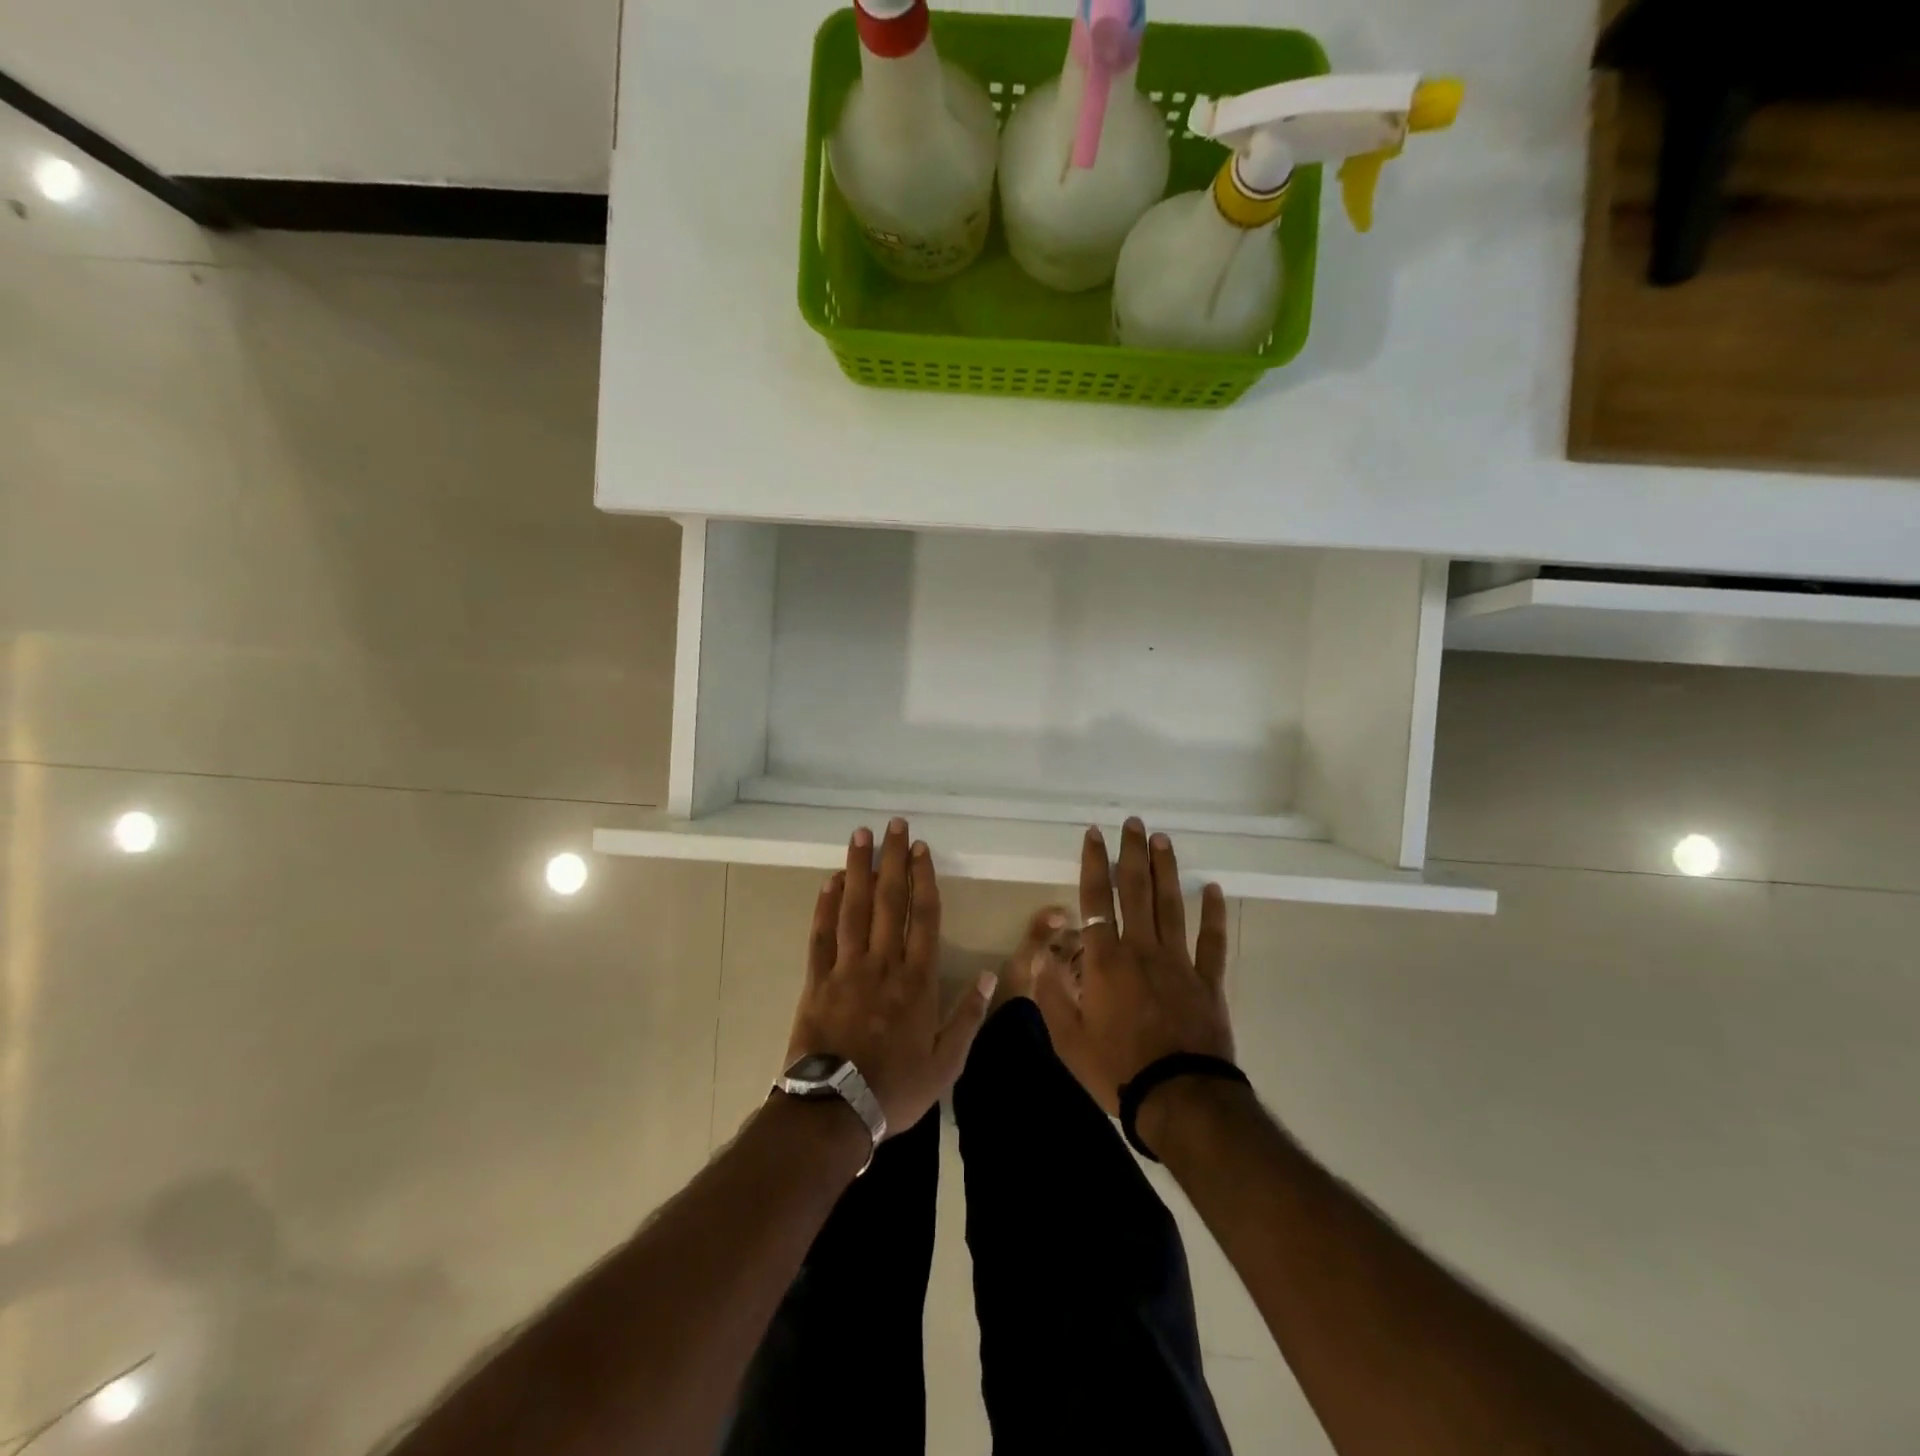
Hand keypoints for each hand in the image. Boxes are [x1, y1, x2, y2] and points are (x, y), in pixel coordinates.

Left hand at [786, 818, 995, 1134]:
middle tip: (894, 825)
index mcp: (917, 980)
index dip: (924, 878)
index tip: (922, 849)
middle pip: (890, 902)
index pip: (924, 917)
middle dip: (893, 860)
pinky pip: (822, 936)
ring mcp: (847, 969)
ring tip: (861, 836)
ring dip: (858, 869)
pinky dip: (825, 907)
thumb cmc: (896, 1088)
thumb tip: (990, 975)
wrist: (836, 1111)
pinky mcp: (817, 981)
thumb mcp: (946, 1062)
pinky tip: (830, 881)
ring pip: (855, 909)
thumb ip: (968, 1016)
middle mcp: (884, 964)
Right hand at [1036, 818, 1232, 1115]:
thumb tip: (1040, 956)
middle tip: (1134, 823)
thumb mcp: (1068, 1038)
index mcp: (1106, 960)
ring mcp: (1179, 962)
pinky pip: (1211, 942)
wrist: (1179, 1099)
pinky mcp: (1208, 982)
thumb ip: (1051, 993)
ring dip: (1166, 870)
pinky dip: (1213, 915)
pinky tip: (1213, 890)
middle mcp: (1142, 949)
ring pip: (1171, 906)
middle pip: (1137, 891)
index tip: (1095, 834)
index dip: (1094, 863)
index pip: (1096, 900)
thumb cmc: (1117, 1069)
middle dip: (1132, 854)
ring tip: (1162, 839)